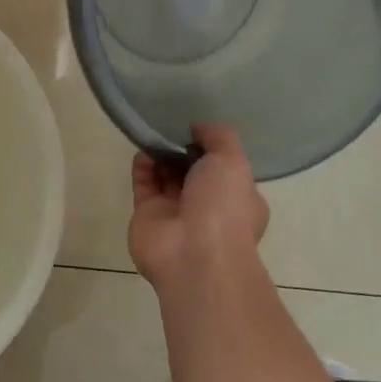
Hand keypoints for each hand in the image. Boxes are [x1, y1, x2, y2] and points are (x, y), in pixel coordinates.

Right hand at [128, 123, 269, 287]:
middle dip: (183, 149)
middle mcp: (208, 207)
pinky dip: (143, 166)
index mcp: (237, 199)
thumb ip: (218, 137)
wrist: (194, 254)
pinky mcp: (147, 215)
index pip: (225, 169)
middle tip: (172, 126)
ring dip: (161, 154)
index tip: (198, 128)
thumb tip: (199, 127)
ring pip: (166, 176)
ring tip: (156, 133)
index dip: (212, 148)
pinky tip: (144, 150)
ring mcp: (176, 212)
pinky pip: (144, 184)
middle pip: (192, 171)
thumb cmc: (224, 207)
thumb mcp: (233, 161)